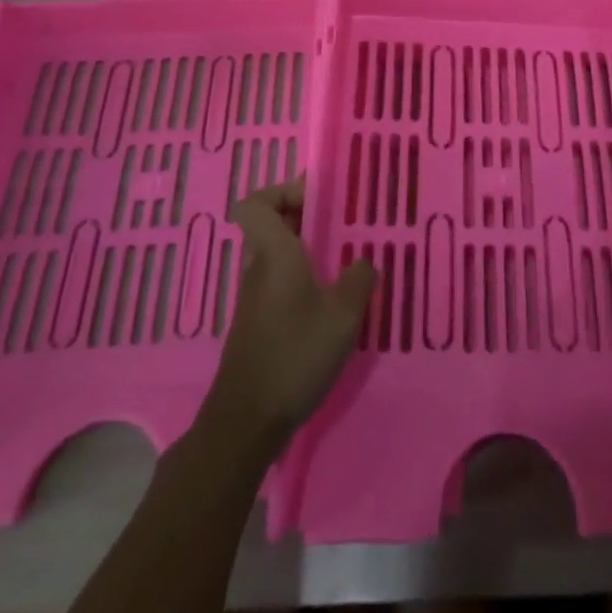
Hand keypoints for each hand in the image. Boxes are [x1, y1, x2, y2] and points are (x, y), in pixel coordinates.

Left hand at [207, 180, 375, 446]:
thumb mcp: (342, 315)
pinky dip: (301, 277)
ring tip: (343, 258)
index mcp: (274, 253)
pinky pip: (278, 280)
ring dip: (304, 248)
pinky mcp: (257, 322)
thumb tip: (363, 262)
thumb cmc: (295, 354)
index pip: (255, 203)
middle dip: (304, 216)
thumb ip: (358, 280)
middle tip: (342, 222)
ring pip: (275, 253)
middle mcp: (258, 267)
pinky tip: (329, 299)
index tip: (316, 197)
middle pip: (270, 224)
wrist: (247, 421)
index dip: (281, 191)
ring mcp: (254, 297)